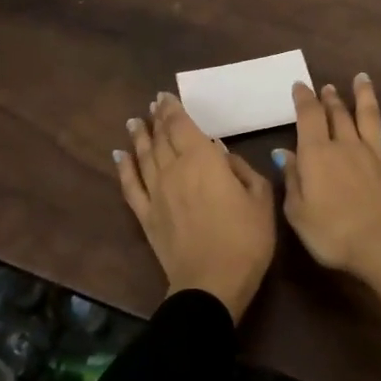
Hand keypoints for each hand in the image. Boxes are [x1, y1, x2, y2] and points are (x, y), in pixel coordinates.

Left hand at [114, 92, 275, 323]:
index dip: (173, 109)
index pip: (182, 126)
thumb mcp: (261, 199)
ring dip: (139, 137)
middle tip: (152, 105)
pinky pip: (130, 186)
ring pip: (144, 156)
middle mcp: (174, 170)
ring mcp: (156, 193)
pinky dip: (124, 168)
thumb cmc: (246, 239)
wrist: (212, 283)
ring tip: (134, 122)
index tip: (165, 96)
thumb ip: (243, 170)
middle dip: (157, 119)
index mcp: (203, 161)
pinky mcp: (146, 216)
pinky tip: (119, 156)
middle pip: (161, 138)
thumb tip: (223, 155)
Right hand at [278, 76, 380, 347]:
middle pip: (338, 114)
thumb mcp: (297, 212)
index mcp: (317, 154)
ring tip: (362, 78)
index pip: (308, 117)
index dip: (303, 99)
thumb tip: (284, 153)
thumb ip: (292, 179)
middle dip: (331, 98)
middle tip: (327, 87)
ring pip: (370, 118)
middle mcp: (347, 147)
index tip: (300, 85)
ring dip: (365, 96)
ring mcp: (376, 156)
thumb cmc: (332, 234)